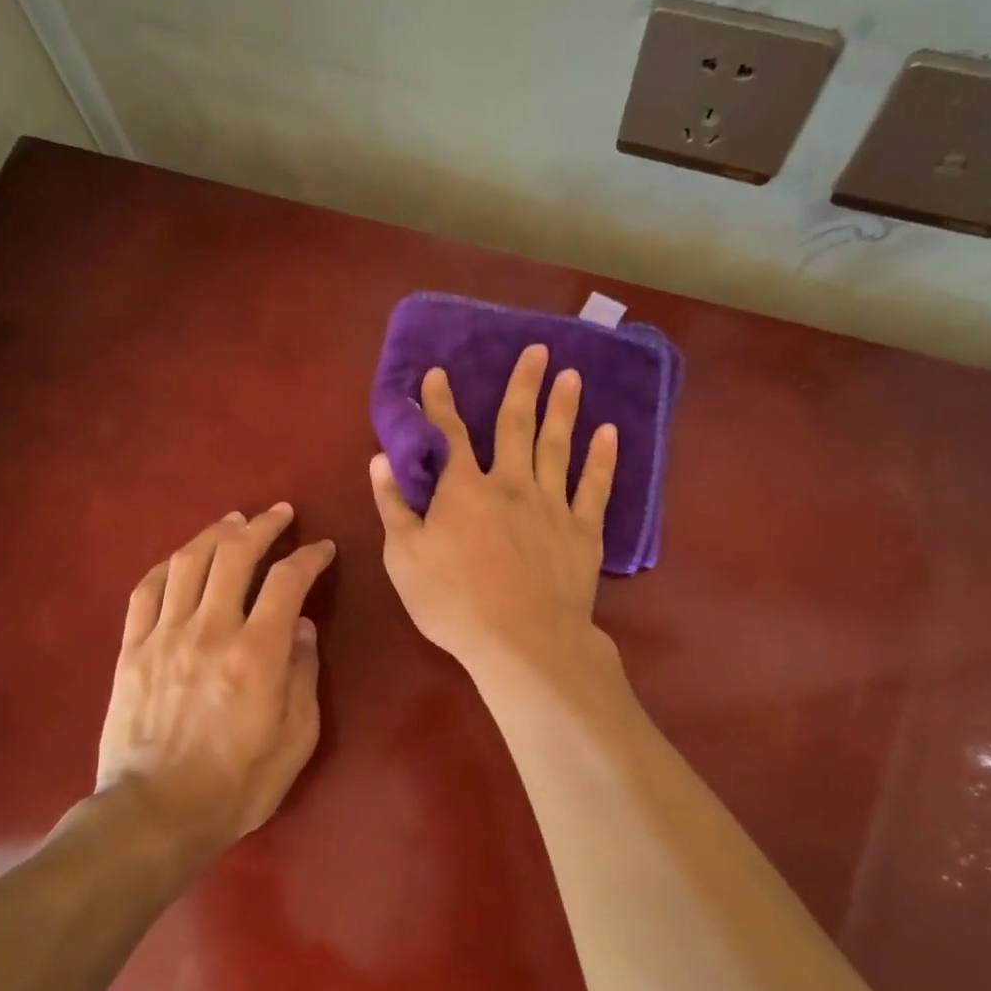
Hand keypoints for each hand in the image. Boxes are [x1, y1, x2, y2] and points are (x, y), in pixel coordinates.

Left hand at [94, 504, 335, 852]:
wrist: (155, 816)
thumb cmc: (237, 785)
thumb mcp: (296, 739)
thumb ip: (303, 676)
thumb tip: (301, 627)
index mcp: (257, 654)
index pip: (288, 581)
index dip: (309, 557)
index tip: (322, 549)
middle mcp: (210, 631)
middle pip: (235, 555)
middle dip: (262, 527)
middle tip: (279, 514)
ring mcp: (164, 637)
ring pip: (189, 562)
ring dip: (216, 534)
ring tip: (234, 521)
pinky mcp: (132, 650)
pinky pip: (147, 591)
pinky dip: (169, 565)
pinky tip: (183, 557)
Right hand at [370, 343, 617, 676]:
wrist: (522, 641)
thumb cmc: (454, 602)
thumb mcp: (405, 557)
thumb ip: (394, 505)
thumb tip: (381, 459)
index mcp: (464, 490)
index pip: (448, 435)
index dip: (440, 403)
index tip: (437, 373)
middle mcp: (510, 484)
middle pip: (516, 425)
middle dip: (522, 385)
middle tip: (537, 349)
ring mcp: (551, 505)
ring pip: (557, 446)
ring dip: (563, 408)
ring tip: (571, 375)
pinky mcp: (582, 531)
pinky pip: (594, 486)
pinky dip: (602, 458)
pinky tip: (609, 432)